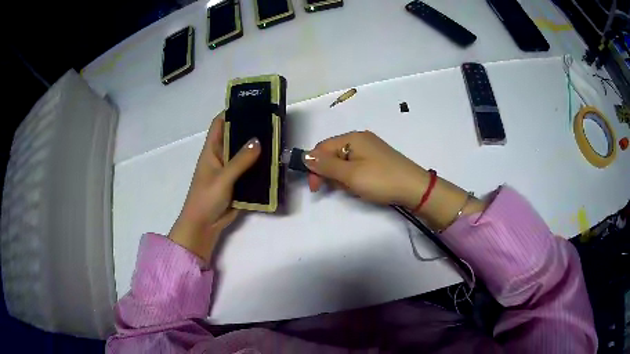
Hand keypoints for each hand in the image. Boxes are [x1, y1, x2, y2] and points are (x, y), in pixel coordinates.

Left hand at [169, 112, 260, 261]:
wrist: (204, 226)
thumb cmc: (206, 198)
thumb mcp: (223, 177)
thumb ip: (240, 160)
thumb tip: (258, 140)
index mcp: (211, 150)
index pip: (219, 124)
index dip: (232, 112)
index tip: (251, 104)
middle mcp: (221, 157)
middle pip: (235, 137)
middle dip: (250, 129)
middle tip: (272, 121)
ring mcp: (230, 171)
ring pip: (245, 154)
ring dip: (258, 149)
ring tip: (277, 138)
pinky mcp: (238, 184)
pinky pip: (250, 171)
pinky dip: (260, 166)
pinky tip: (274, 162)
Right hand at [304, 131, 428, 208]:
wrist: (415, 188)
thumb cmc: (381, 180)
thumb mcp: (350, 175)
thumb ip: (326, 165)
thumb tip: (304, 156)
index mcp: (352, 138)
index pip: (322, 148)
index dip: (314, 166)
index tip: (315, 188)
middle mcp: (360, 139)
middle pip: (333, 154)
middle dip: (330, 173)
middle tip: (340, 189)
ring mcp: (370, 149)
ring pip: (344, 162)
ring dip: (342, 177)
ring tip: (354, 189)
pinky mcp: (377, 160)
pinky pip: (356, 166)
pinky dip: (353, 177)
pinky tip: (361, 187)